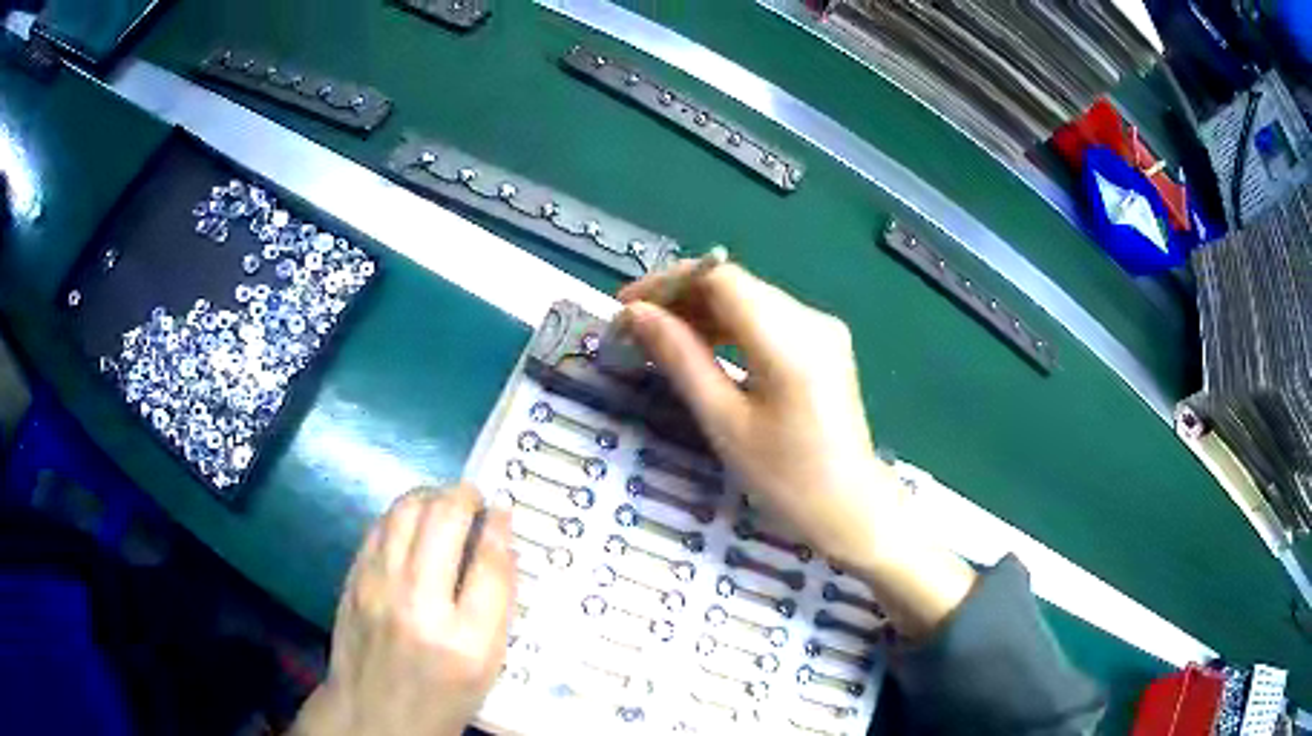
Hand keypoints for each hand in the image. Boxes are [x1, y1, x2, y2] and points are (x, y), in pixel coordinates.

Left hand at [291, 484, 514, 735]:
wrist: (372, 714)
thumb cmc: (441, 696)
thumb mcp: (487, 667)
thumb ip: (496, 607)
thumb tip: (499, 546)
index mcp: (466, 641)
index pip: (490, 564)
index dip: (499, 527)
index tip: (503, 511)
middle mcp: (419, 605)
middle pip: (444, 521)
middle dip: (464, 497)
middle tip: (474, 498)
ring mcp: (378, 588)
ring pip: (406, 511)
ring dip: (430, 495)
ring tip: (444, 502)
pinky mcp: (354, 580)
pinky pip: (379, 526)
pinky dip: (401, 514)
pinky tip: (413, 521)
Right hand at [618, 261, 974, 637]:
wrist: (851, 508)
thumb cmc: (785, 479)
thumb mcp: (724, 421)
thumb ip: (681, 358)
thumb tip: (637, 315)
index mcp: (789, 339)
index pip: (719, 277)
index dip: (667, 283)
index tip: (626, 308)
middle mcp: (811, 319)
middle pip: (734, 284)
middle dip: (680, 298)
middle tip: (636, 329)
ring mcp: (823, 328)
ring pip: (749, 299)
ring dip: (702, 312)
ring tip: (660, 340)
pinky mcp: (824, 343)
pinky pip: (768, 318)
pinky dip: (729, 327)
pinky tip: (703, 349)